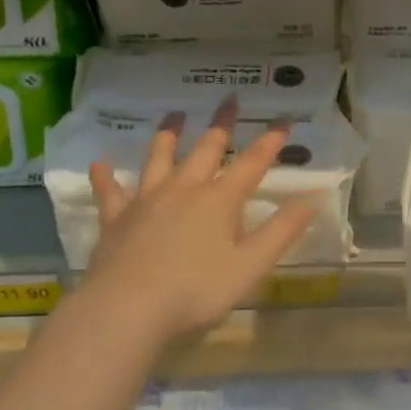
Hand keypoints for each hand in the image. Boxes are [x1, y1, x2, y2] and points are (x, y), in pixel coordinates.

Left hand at [75, 107, 317, 345]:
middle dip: (222, 124)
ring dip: (168, 135)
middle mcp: (184, 190)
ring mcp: (147, 202)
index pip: (252, 163)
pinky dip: (106, 177)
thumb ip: (282, 231)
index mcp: (219, 200)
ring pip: (159, 159)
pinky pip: (110, 192)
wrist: (126, 310)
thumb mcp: (251, 265)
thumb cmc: (196, 291)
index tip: (284, 119)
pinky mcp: (116, 220)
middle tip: (229, 99)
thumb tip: (310, 199)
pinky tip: (100, 164)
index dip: (271, 141)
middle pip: (206, 149)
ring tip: (174, 115)